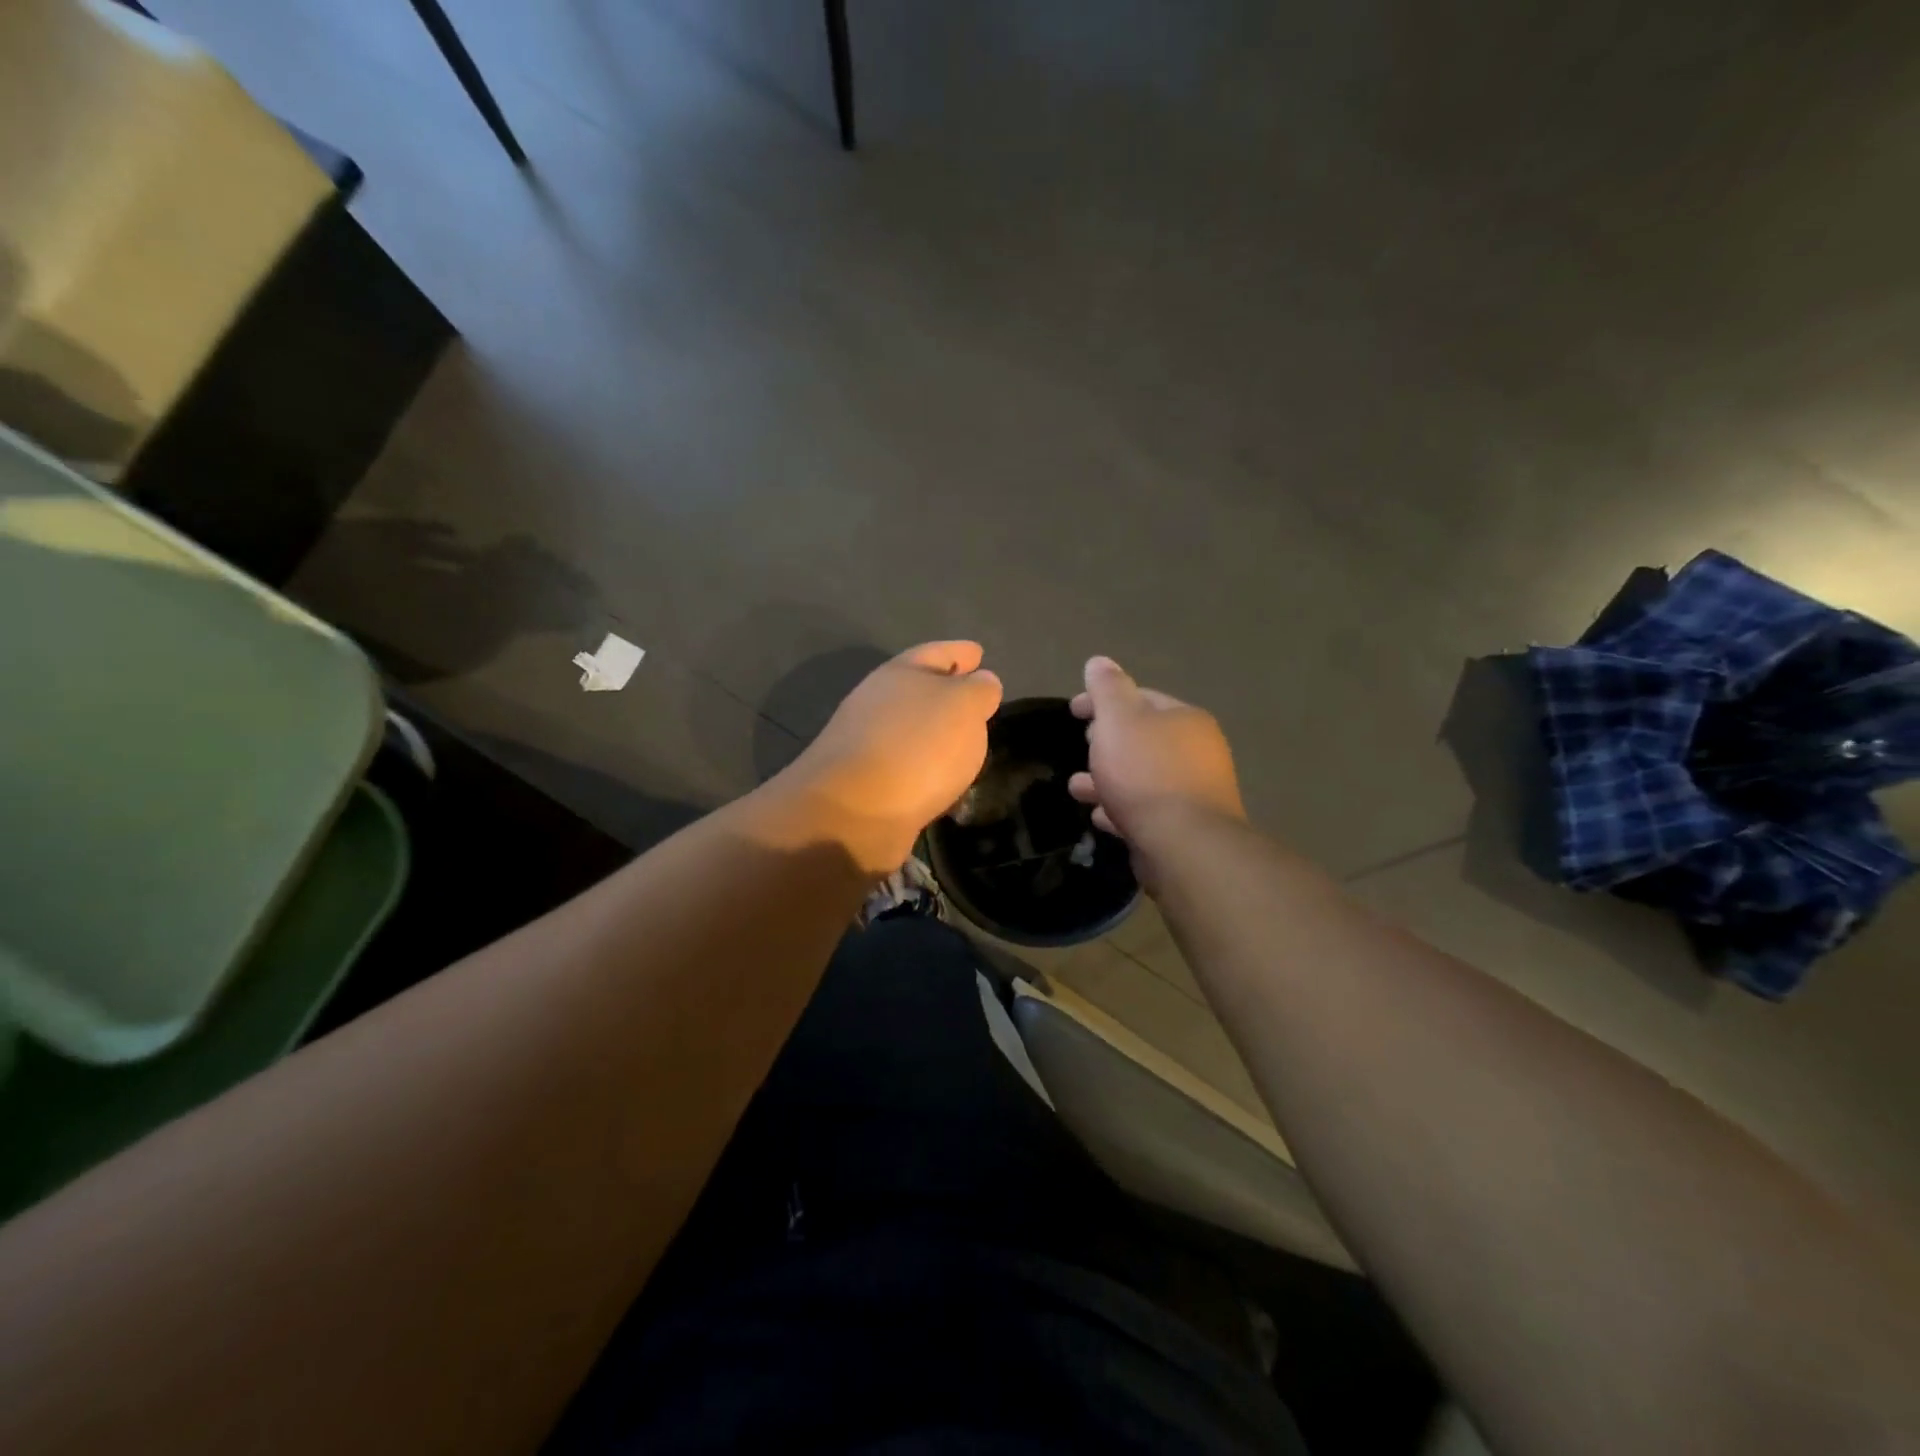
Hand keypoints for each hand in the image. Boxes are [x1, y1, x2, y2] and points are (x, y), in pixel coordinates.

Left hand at [777, 641, 1002, 872]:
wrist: (854, 812)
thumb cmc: (917, 746)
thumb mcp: (964, 706)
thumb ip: (979, 689)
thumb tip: (981, 682)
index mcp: (899, 674)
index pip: (936, 652)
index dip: (959, 651)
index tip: (979, 652)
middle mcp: (878, 703)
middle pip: (918, 689)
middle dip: (946, 692)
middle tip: (977, 701)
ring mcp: (866, 744)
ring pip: (911, 730)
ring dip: (936, 734)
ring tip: (967, 743)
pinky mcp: (865, 784)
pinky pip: (907, 766)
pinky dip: (926, 768)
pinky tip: (943, 780)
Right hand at [1068, 656, 1244, 860]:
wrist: (1184, 843)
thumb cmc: (1146, 772)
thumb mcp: (1119, 719)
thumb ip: (1107, 688)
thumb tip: (1099, 661)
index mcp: (1185, 719)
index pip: (1141, 697)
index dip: (1102, 700)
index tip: (1072, 710)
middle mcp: (1197, 751)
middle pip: (1143, 738)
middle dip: (1107, 742)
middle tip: (1083, 746)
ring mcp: (1195, 791)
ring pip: (1143, 777)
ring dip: (1109, 779)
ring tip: (1078, 789)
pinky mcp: (1186, 827)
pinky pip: (1147, 809)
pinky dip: (1122, 808)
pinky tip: (1101, 817)